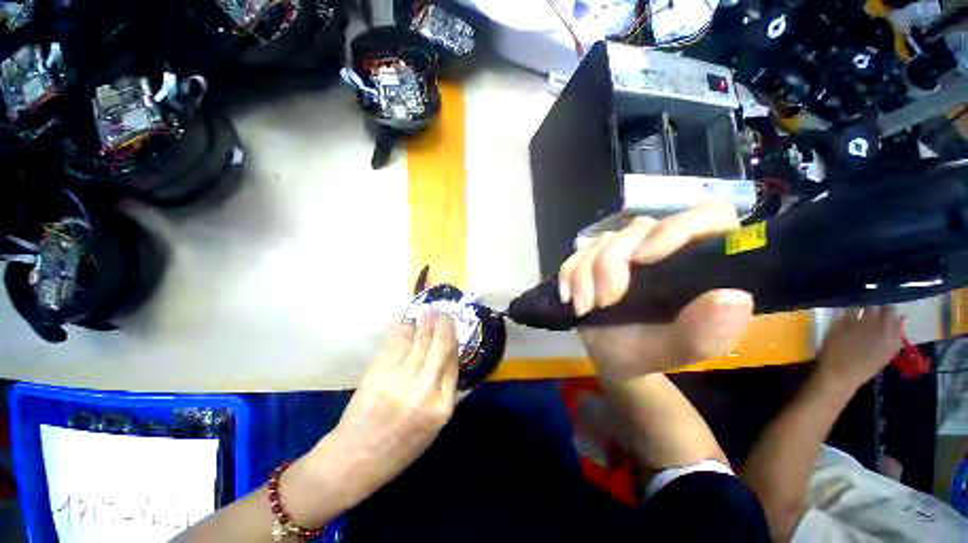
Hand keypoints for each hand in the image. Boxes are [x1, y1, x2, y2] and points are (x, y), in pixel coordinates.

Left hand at [304, 312, 458, 506]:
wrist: (356, 461)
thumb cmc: (399, 448)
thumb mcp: (433, 427)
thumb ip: (444, 392)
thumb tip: (449, 357)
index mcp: (442, 406)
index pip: (453, 362)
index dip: (453, 340)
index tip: (451, 329)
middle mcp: (425, 390)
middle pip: (440, 346)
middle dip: (443, 325)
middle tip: (442, 313)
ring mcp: (401, 380)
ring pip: (419, 341)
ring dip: (425, 324)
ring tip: (427, 313)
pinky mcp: (379, 374)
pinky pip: (397, 344)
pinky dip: (403, 331)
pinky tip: (407, 325)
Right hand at [558, 202, 754, 380]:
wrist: (611, 354)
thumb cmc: (650, 352)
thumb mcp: (679, 350)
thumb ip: (706, 331)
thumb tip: (734, 298)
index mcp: (701, 264)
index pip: (706, 217)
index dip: (675, 229)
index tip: (643, 259)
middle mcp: (664, 246)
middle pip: (639, 228)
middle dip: (611, 264)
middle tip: (604, 301)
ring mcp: (627, 248)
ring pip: (603, 240)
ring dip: (585, 274)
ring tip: (585, 307)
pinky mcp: (597, 255)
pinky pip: (579, 252)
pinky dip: (570, 274)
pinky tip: (570, 297)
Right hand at [817, 306, 900, 389]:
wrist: (841, 377)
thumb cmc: (834, 351)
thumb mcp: (836, 329)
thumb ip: (849, 315)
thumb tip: (858, 303)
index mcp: (873, 322)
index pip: (876, 304)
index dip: (870, 299)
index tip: (864, 296)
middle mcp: (887, 330)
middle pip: (890, 312)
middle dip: (882, 308)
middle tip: (872, 306)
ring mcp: (892, 342)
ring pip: (896, 324)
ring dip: (888, 319)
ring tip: (878, 317)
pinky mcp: (891, 351)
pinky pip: (897, 336)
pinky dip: (892, 330)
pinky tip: (884, 330)